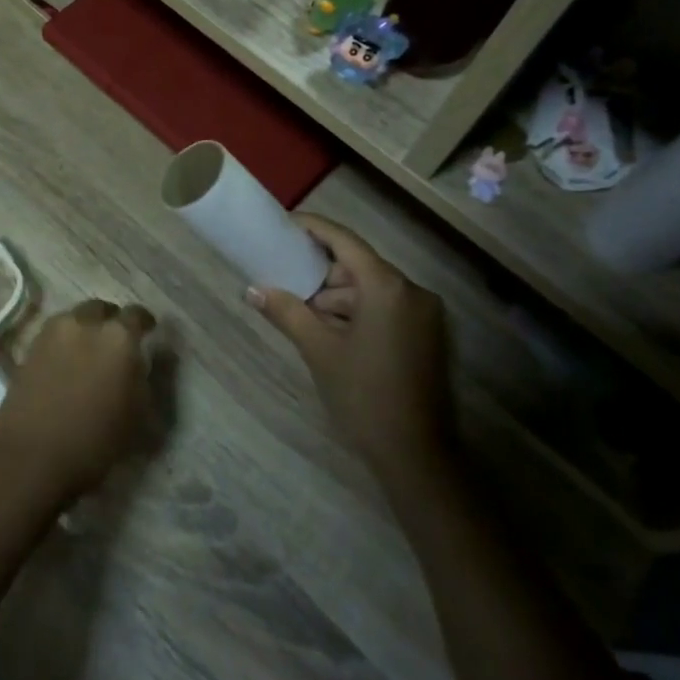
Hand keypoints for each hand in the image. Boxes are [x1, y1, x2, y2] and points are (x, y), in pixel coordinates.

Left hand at [0, 300, 153, 505]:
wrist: (31, 456)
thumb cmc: (94, 441)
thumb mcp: (137, 415)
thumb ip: (143, 378)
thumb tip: (139, 361)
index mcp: (118, 337)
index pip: (137, 314)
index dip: (144, 322)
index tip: (148, 331)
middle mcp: (85, 324)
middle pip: (101, 309)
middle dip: (111, 320)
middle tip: (115, 342)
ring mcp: (53, 333)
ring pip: (75, 318)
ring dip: (85, 329)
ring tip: (89, 353)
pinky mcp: (30, 347)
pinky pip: (55, 334)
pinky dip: (65, 342)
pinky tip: (67, 363)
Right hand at [247, 215, 451, 478]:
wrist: (416, 455)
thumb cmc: (364, 395)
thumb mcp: (319, 350)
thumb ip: (286, 312)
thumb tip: (253, 290)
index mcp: (387, 287)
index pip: (345, 241)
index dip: (314, 229)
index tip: (285, 225)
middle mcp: (412, 291)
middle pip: (358, 267)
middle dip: (321, 275)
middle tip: (286, 281)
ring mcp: (423, 315)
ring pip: (371, 291)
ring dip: (337, 299)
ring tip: (302, 315)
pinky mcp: (426, 336)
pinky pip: (385, 309)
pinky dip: (357, 313)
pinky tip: (330, 332)